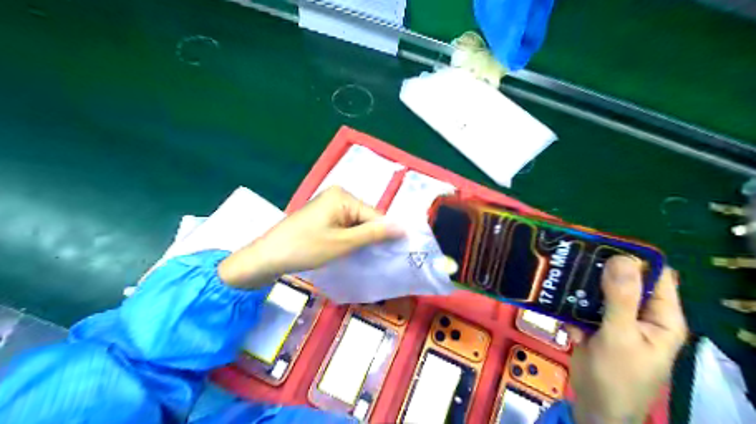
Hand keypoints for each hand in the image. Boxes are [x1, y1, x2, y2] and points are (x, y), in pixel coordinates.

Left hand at [217, 187, 400, 288]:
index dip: (385, 235)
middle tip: (375, 260)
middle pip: (366, 218)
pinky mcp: (322, 216)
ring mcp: (328, 205)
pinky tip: (348, 252)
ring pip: (356, 224)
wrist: (267, 257)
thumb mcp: (343, 243)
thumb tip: (404, 227)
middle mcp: (338, 195)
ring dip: (360, 240)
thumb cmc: (305, 248)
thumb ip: (374, 234)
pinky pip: (344, 226)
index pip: (375, 215)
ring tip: (362, 258)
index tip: (392, 256)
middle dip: (371, 238)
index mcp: (343, 196)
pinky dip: (349, 239)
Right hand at [566, 256, 689, 423]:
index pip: (655, 275)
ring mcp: (616, 320)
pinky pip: (583, 306)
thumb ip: (621, 298)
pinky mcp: (596, 326)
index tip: (601, 244)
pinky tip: (557, 307)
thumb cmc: (617, 376)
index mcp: (661, 316)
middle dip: (598, 270)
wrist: (594, 408)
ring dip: (580, 286)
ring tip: (558, 277)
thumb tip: (621, 258)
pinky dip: (571, 304)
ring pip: (599, 291)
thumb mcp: (620, 336)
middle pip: (623, 280)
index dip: (632, 258)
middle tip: (572, 257)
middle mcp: (641, 314)